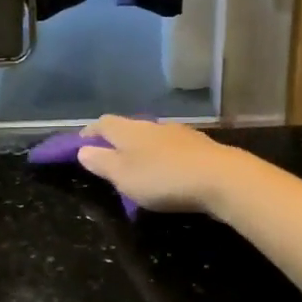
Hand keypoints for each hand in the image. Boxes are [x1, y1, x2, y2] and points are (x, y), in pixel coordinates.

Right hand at [76, 115, 251, 214]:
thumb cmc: (163, 178)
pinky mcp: (200, 147)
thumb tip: (83, 150)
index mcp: (129, 130)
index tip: (80, 145)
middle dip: (116, 141)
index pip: (103, 123)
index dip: (90, 133)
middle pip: (128, 127)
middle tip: (109, 160)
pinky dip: (164, 157)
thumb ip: (101, 162)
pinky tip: (168, 172)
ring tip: (139, 168)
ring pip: (152, 137)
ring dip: (142, 149)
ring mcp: (179, 133)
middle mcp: (153, 125)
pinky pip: (173, 149)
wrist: (221, 178)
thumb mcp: (123, 176)